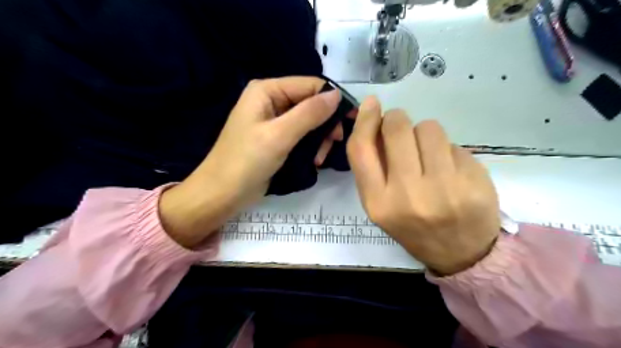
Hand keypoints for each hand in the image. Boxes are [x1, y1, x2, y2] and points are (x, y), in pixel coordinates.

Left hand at [160, 78, 341, 248]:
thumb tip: (337, 94)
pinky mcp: (276, 139)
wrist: (222, 194)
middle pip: (310, 103)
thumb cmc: (246, 162)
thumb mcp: (279, 135)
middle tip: (334, 143)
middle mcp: (271, 101)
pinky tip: (314, 161)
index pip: (310, 85)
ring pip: (309, 121)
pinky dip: (310, 147)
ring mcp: (273, 121)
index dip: (332, 100)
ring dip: (319, 139)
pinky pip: (301, 135)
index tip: (351, 120)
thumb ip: (309, 113)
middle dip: (325, 124)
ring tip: (320, 159)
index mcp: (267, 91)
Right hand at [348, 97, 500, 275]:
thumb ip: (373, 168)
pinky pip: (454, 144)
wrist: (460, 254)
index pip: (361, 149)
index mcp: (377, 202)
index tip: (371, 104)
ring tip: (430, 155)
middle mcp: (407, 195)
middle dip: (396, 119)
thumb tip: (374, 123)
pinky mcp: (473, 182)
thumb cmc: (413, 226)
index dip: (364, 121)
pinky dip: (448, 151)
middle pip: (396, 128)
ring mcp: (443, 189)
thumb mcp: (381, 206)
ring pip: (428, 128)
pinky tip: (452, 171)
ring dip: (426, 134)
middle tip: (401, 128)